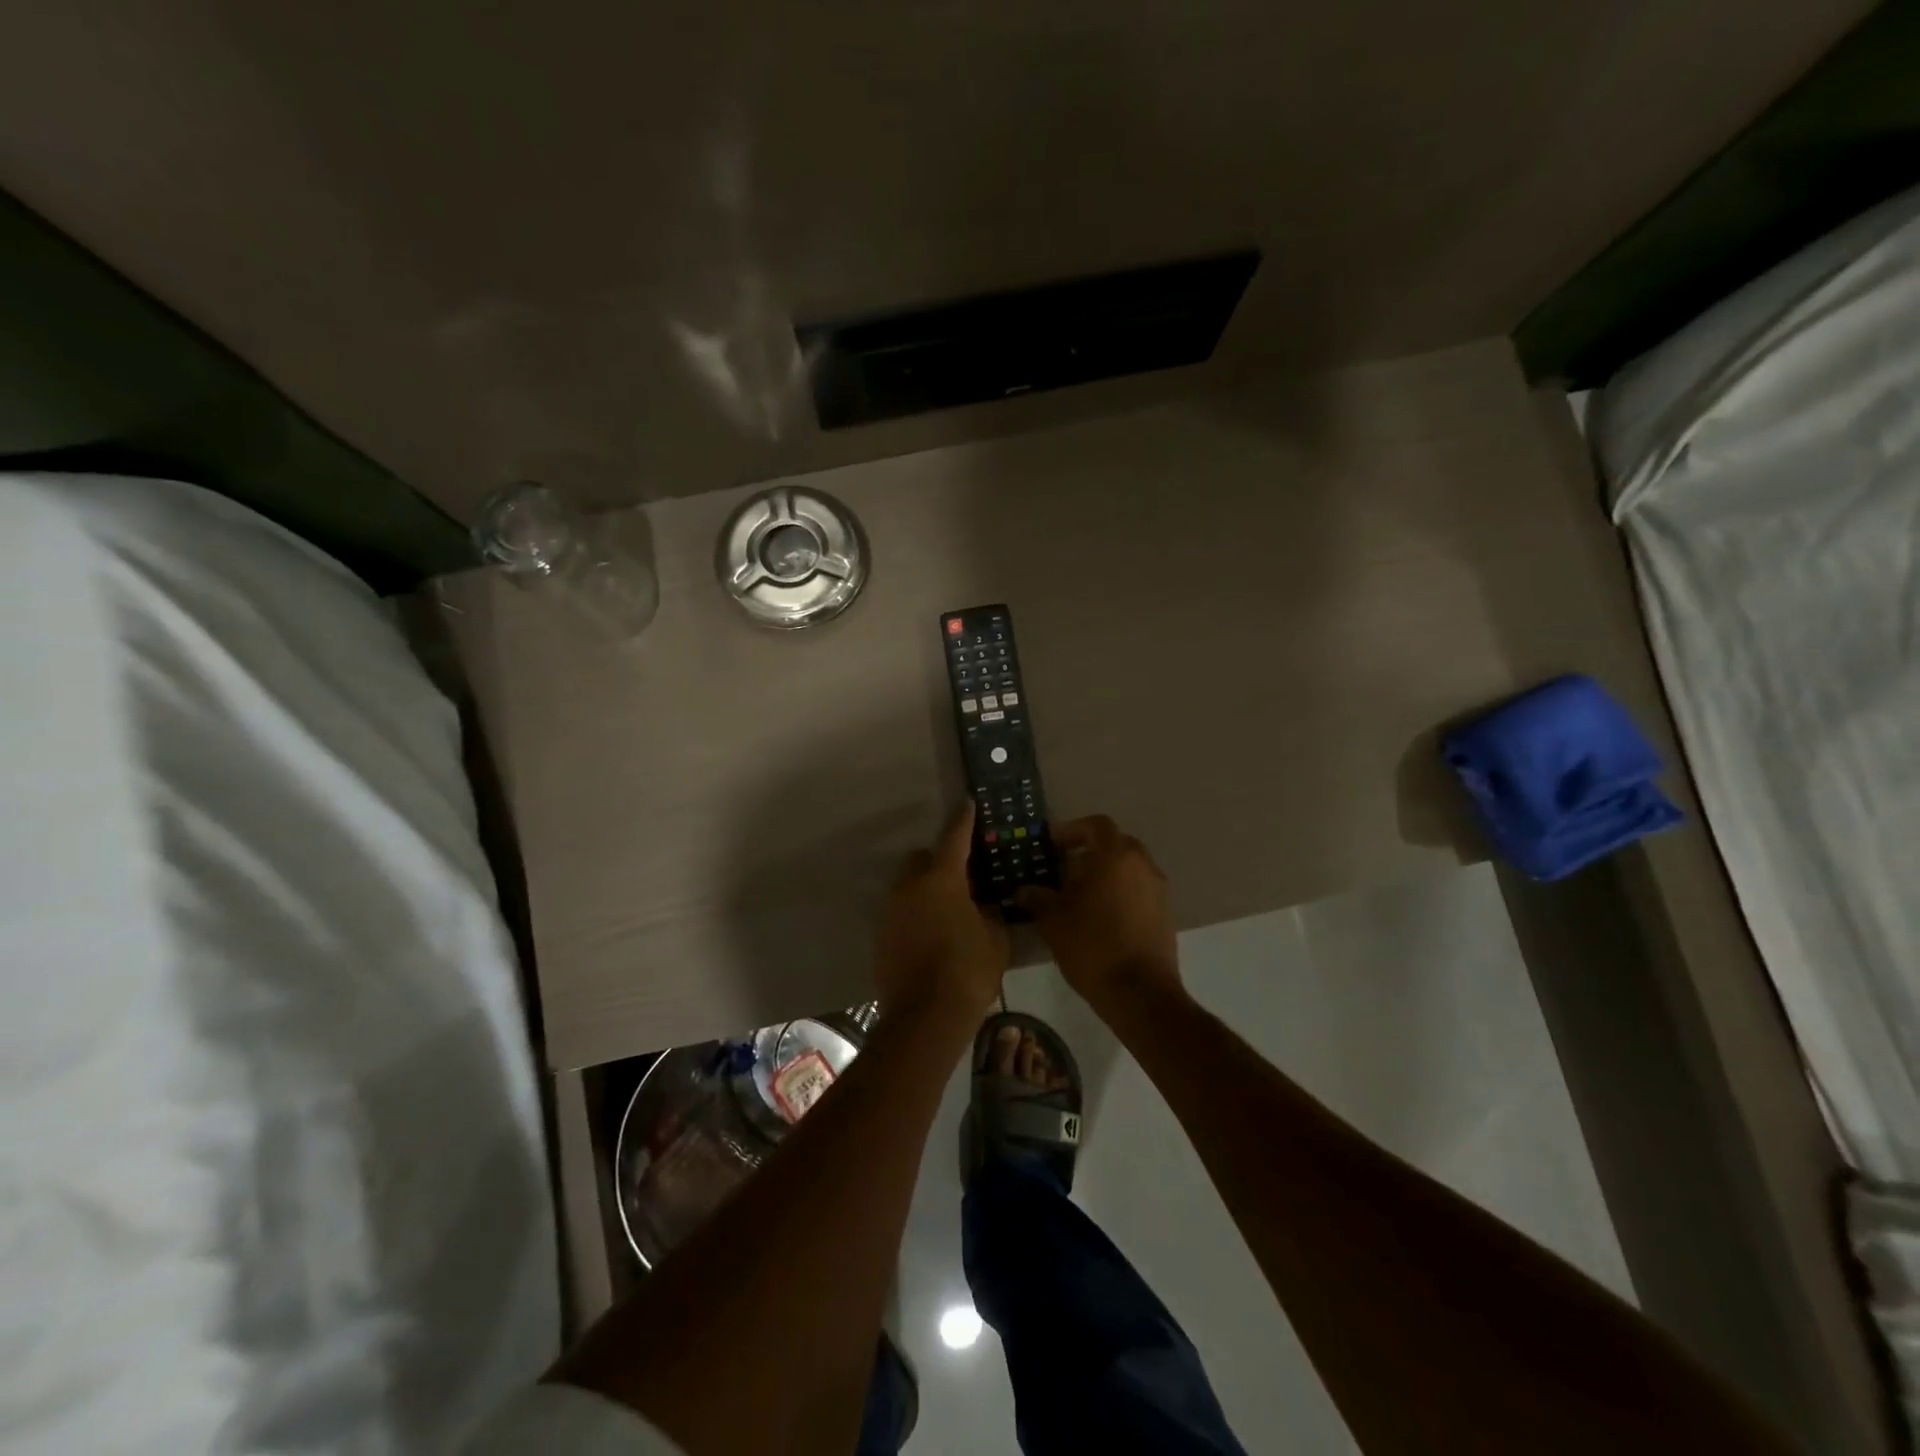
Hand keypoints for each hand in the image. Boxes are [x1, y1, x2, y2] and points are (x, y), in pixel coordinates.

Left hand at [873, 804, 1008, 1019]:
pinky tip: (933, 934)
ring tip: (949, 910)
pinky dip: (916, 914)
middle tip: (964, 878)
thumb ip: (990, 913)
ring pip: (909, 887)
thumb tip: (984, 905)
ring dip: (926, 890)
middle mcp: (910, 888)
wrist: (924, 1018)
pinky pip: (902, 912)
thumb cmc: (967, 971)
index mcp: (942, 880)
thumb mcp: (995, 939)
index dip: (963, 820)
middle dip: (940, 862)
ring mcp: (891, 912)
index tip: (967, 803)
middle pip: (922, 860)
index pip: (954, 838)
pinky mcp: (882, 936)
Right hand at [1018, 815, 1183, 1018]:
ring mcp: (1159, 890)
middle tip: (1063, 870)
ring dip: (1105, 874)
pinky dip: (1120, 893)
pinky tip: (1099, 918)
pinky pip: (1139, 891)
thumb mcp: (1054, 921)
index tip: (1052, 845)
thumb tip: (1024, 890)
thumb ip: (1038, 898)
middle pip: (1115, 845)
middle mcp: (1143, 865)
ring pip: (1129, 869)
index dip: (1072, 830)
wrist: (1141, 994)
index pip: (1096, 825)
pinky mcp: (1165, 914)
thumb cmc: (1093, 947)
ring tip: (1078, 897)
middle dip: (1089, 852)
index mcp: (1117, 857)